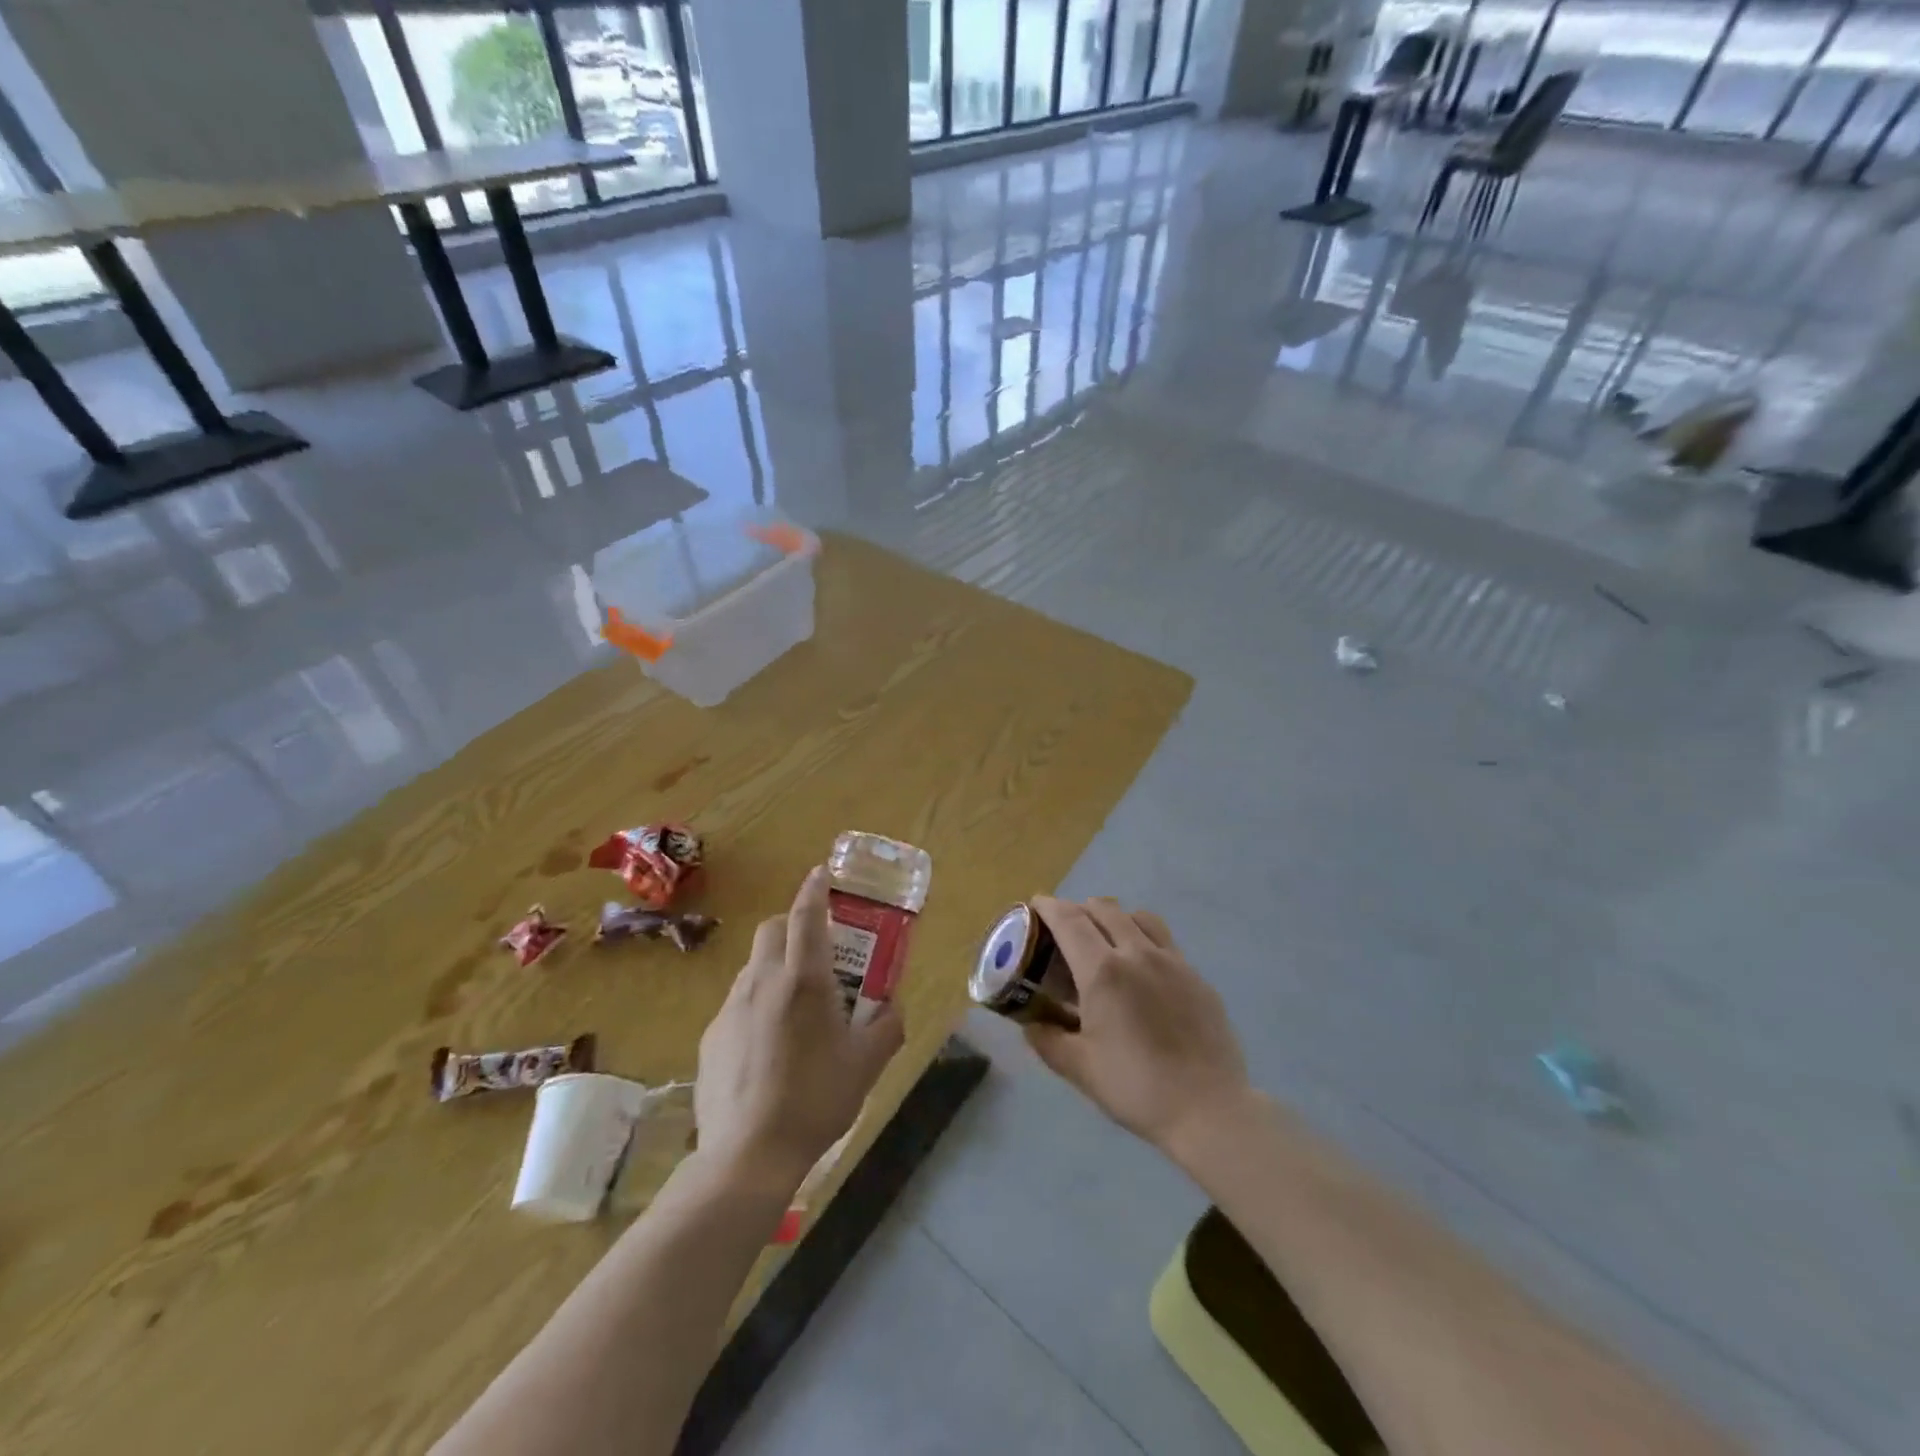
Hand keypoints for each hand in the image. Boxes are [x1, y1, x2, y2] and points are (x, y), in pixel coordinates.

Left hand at [695, 867, 904, 1190]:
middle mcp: (763, 982)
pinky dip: (756, 1005)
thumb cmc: (816, 1099)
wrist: (748, 1154)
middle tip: (816, 953)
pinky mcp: (711, 1036)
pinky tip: (768, 1047)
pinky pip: (737, 1004)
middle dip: (792, 926)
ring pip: (753, 966)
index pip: (807, 916)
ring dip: (774, 967)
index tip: (821, 874)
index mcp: (804, 980)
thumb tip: (892, 1007)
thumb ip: (887, 1027)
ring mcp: (731, 1008)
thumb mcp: (867, 1064)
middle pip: (772, 930)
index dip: (815, 890)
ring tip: (795, 1006)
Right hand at [1025, 896, 1252, 1159]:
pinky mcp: (1197, 976)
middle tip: (1065, 928)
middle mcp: (1137, 953)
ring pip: (1138, 917)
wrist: (1208, 1109)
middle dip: (1079, 909)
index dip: (1049, 906)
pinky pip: (1164, 941)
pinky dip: (1143, 938)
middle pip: (1104, 910)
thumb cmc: (1136, 1087)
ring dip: (1114, 917)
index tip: (1035, 904)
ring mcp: (1172, 962)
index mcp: (1103, 971)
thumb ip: (1047, 1039)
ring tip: (1105, 938)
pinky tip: (1142, 969)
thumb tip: (1030, 1023)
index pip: (1069, 921)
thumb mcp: (1079, 1068)